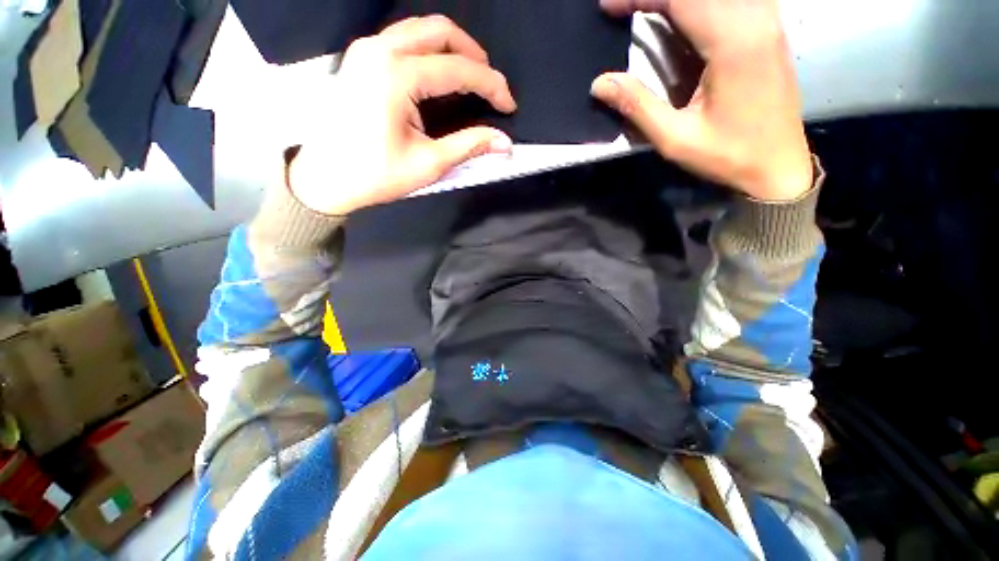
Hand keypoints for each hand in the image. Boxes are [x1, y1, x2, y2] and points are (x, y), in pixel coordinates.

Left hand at [288, 16, 516, 214]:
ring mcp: (366, 50)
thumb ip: (469, 146)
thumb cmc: (376, 175)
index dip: (491, 85)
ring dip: (452, 49)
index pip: (459, 69)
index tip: (509, 105)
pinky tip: (439, 75)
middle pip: (440, 31)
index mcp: (397, 75)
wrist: (326, 178)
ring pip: (420, 29)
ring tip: (470, 78)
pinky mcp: (361, 59)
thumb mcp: (429, 164)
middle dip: (474, 55)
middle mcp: (380, 49)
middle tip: (490, 85)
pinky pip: (404, 39)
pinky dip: (430, 51)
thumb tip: (505, 142)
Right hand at [591, 0, 811, 201]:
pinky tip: (679, 16)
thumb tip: (599, 83)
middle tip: (621, 8)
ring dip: (677, 0)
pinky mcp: (767, 29)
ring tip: (645, 10)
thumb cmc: (728, 156)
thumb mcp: (675, 139)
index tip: (607, 7)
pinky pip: (730, 0)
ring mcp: (766, 21)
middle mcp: (755, 19)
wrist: (778, 166)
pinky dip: (697, 6)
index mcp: (734, 42)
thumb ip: (637, 106)